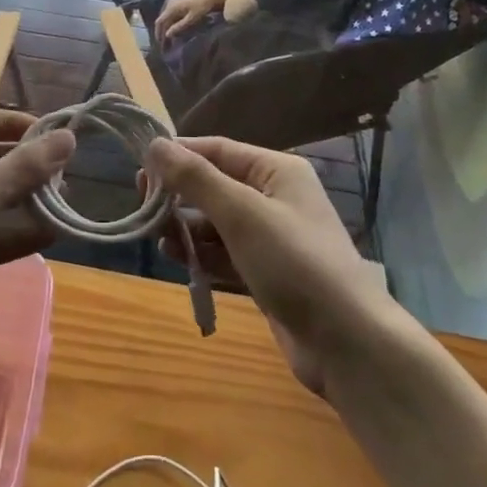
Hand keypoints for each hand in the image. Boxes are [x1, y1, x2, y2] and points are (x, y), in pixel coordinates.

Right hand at [145, 137, 384, 395]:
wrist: (347, 342)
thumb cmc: (294, 263)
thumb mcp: (242, 214)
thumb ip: (196, 179)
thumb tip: (155, 145)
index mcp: (277, 171)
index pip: (218, 150)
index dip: (179, 156)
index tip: (139, 171)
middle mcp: (275, 197)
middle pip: (215, 185)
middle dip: (179, 195)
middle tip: (144, 208)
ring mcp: (271, 237)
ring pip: (216, 222)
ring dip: (186, 228)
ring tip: (160, 239)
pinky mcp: (266, 273)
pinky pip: (225, 253)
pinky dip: (202, 254)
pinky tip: (179, 260)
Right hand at [155, 0, 230, 43]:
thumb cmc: (203, 7)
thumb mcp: (192, 18)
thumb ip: (179, 26)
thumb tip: (167, 35)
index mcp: (171, 8)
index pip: (160, 22)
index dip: (158, 33)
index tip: (160, 43)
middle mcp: (170, 3)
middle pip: (162, 19)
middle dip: (163, 31)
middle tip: (165, 43)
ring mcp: (174, 0)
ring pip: (167, 16)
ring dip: (167, 26)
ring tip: (170, 37)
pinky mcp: (180, 0)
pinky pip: (172, 13)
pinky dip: (172, 21)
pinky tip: (176, 27)